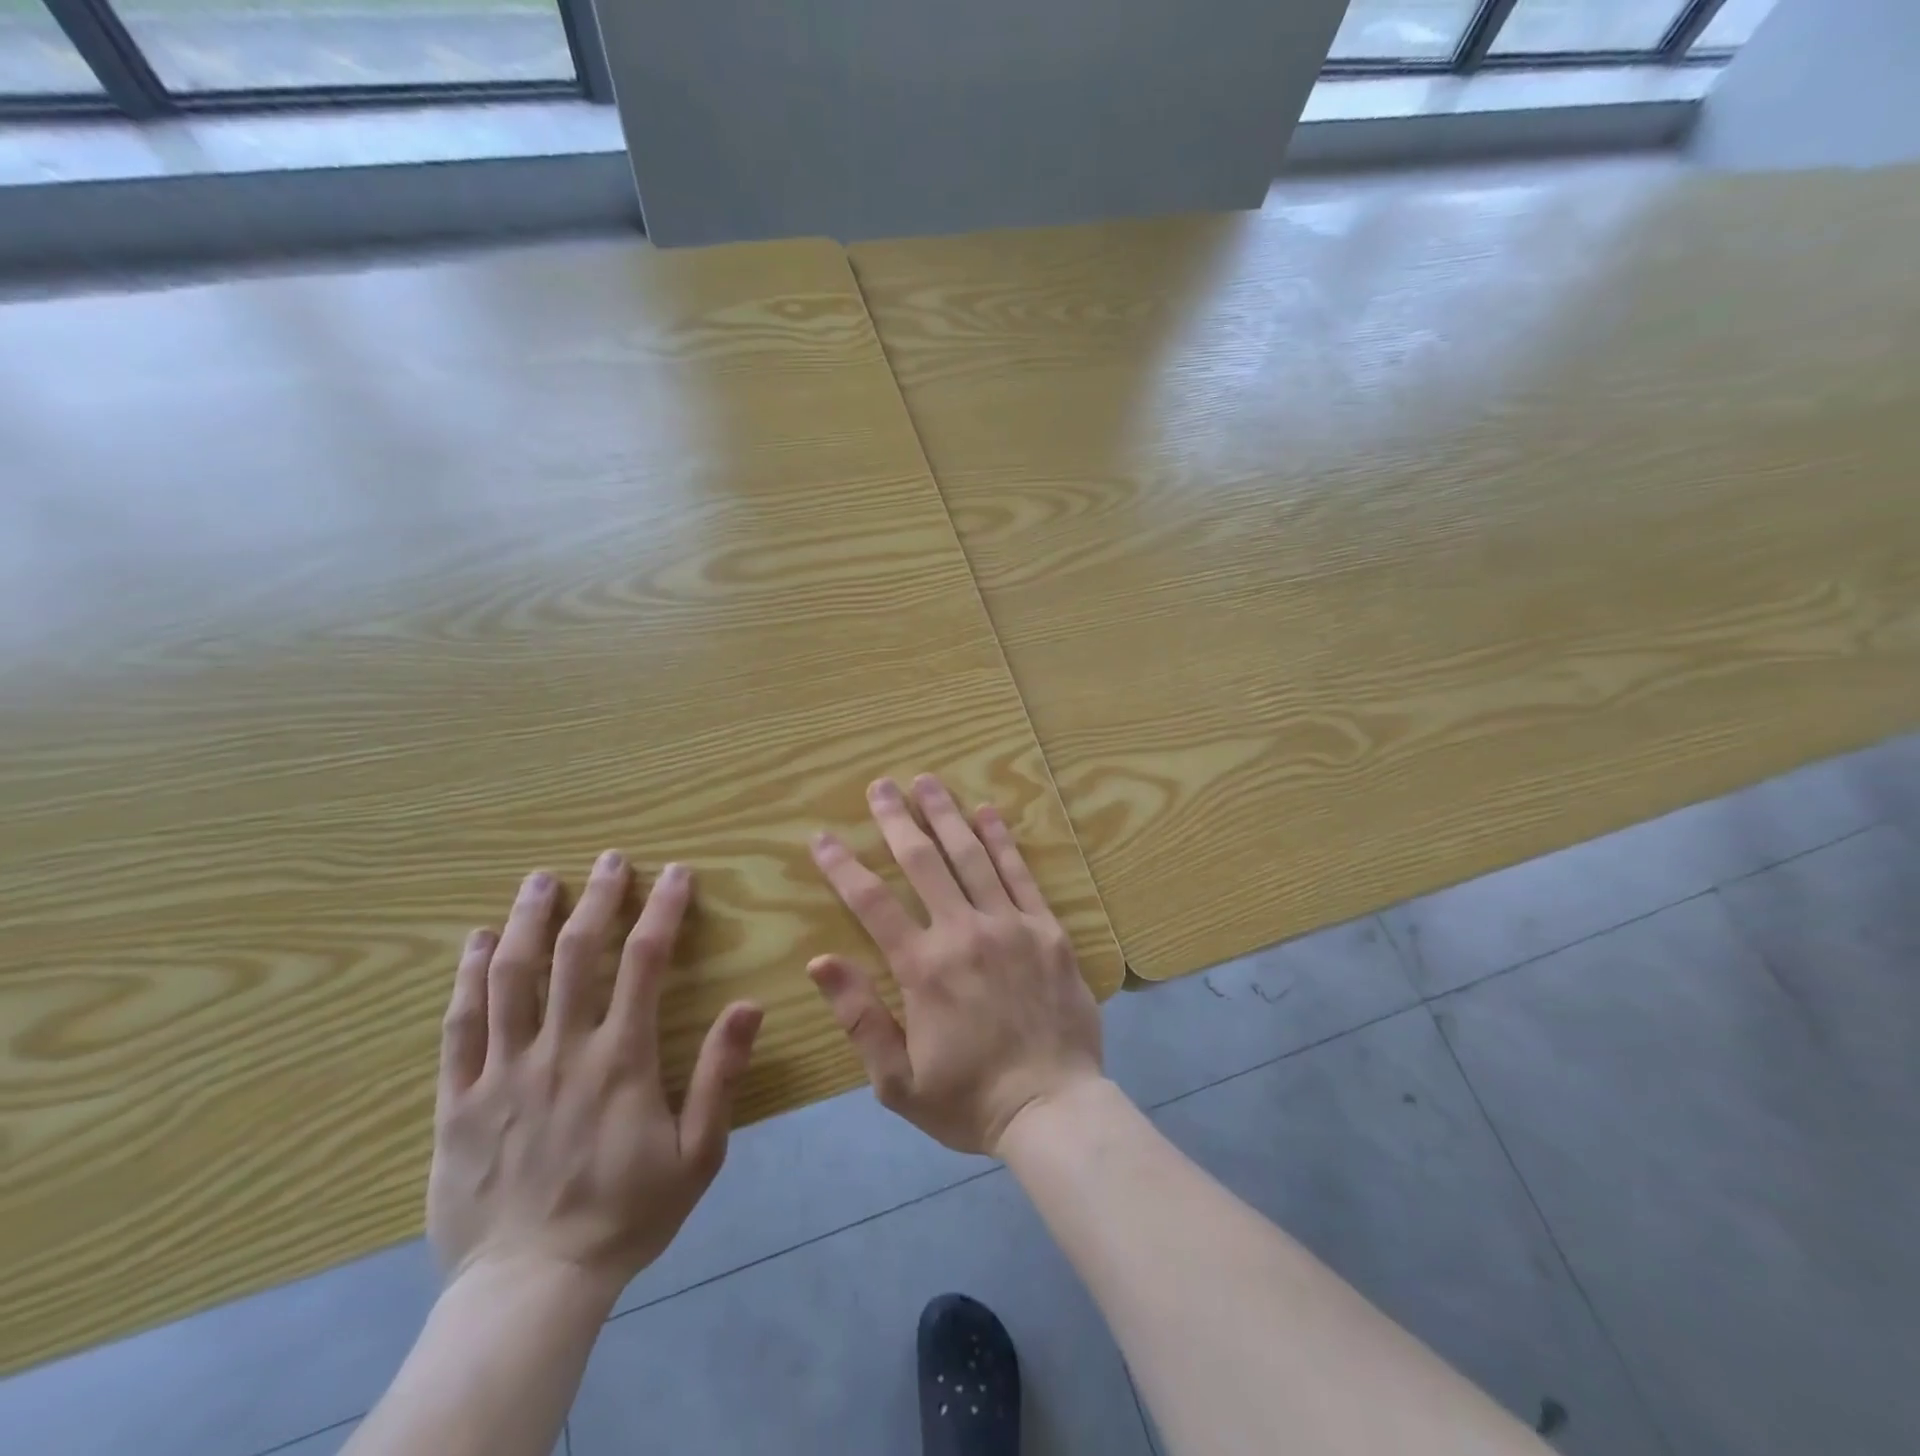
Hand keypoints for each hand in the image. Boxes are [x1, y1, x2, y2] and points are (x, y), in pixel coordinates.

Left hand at [428, 855, 762, 1296]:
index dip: (662, 909)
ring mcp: (501, 1072)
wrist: (530, 1290)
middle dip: (597, 897)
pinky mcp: (457, 1101)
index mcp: (620, 1059)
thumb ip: (720, 1076)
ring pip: (510, 977)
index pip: (644, 961)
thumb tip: (749, 1004)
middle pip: (574, 953)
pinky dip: (467, 977)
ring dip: (527, 920)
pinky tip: (476, 943)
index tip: (676, 873)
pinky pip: (459, 1026)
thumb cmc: (625, 1216)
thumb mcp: (698, 1153)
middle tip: (609, 859)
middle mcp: (559, 1050)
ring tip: (540, 880)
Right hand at [807, 775, 1103, 1154]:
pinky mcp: (1048, 929)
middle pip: (923, 862)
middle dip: (897, 819)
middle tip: (880, 785)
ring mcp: (1011, 925)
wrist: (1053, 1109)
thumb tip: (820, 960)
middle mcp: (964, 933)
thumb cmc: (969, 1099)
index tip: (822, 837)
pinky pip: (1021, 874)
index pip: (872, 902)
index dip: (843, 866)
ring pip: (972, 856)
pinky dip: (1002, 840)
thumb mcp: (897, 1080)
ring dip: (946, 815)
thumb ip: (859, 1016)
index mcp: (923, 968)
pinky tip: (988, 812)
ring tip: (927, 781)